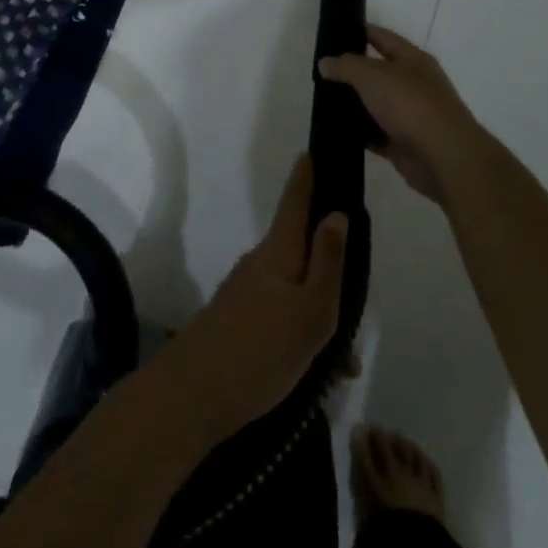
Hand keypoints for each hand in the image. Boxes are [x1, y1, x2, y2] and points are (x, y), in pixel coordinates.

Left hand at [160, 156, 347, 443]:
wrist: (193, 395)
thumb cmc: (262, 350)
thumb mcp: (312, 311)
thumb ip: (328, 262)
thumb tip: (337, 214)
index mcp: (278, 251)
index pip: (295, 200)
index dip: (306, 176)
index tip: (313, 151)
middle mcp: (259, 263)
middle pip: (299, 249)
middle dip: (328, 266)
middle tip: (354, 301)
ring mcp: (244, 292)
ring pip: (293, 289)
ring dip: (318, 313)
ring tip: (342, 362)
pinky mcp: (236, 321)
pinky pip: (280, 315)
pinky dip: (301, 334)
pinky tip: (318, 376)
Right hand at [319, 25, 487, 205]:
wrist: (443, 157)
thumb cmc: (410, 104)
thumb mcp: (372, 75)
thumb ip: (346, 66)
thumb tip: (325, 63)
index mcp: (412, 59)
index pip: (381, 37)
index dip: (358, 31)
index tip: (332, 33)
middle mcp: (413, 83)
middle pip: (377, 72)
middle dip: (351, 72)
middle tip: (320, 72)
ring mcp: (410, 115)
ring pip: (375, 104)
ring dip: (353, 104)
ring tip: (322, 101)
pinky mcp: (403, 143)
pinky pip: (375, 133)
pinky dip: (359, 133)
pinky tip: (336, 130)